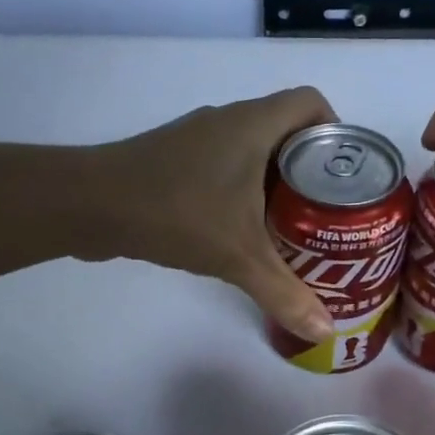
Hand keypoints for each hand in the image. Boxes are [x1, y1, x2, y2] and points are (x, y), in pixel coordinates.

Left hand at [84, 87, 337, 341]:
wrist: (89, 205)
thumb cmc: (175, 213)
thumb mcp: (238, 256)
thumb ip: (285, 293)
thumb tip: (326, 331)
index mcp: (254, 124)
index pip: (311, 102)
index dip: (336, 130)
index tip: (345, 174)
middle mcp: (229, 120)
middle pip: (288, 128)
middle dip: (312, 167)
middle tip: (327, 210)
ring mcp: (198, 137)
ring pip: (254, 147)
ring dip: (276, 178)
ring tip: (293, 222)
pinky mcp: (175, 158)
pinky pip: (225, 162)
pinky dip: (243, 187)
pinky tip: (241, 227)